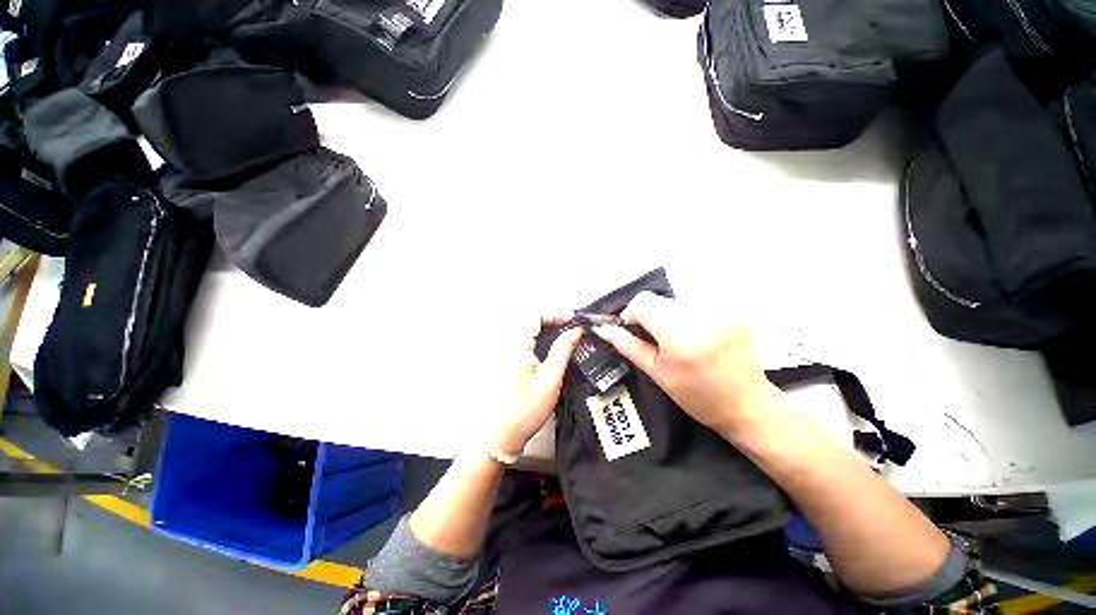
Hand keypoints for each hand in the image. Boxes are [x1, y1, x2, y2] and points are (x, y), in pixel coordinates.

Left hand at [491, 316, 582, 455]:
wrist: (500, 436)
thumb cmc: (527, 409)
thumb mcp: (551, 379)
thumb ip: (563, 350)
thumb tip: (576, 330)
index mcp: (515, 345)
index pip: (534, 315)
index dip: (555, 313)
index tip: (572, 320)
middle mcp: (504, 343)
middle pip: (527, 319)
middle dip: (549, 319)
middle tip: (569, 327)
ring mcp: (501, 352)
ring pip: (523, 329)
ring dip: (542, 327)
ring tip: (562, 334)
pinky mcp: (501, 361)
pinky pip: (519, 340)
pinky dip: (534, 338)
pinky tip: (546, 347)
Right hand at [592, 292, 781, 437]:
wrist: (748, 405)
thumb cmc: (698, 397)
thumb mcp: (657, 373)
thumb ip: (629, 346)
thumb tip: (604, 329)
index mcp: (681, 336)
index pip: (644, 302)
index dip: (631, 313)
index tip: (632, 328)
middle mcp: (703, 315)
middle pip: (660, 299)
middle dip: (651, 314)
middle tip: (656, 338)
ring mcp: (722, 309)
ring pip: (676, 298)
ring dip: (669, 313)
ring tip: (678, 337)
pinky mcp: (733, 308)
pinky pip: (696, 301)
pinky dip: (687, 313)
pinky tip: (696, 333)